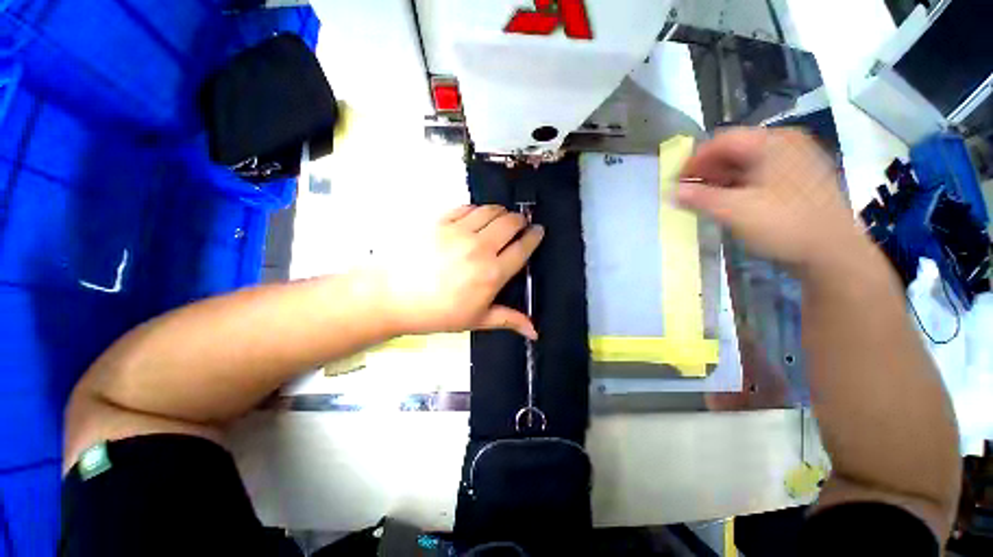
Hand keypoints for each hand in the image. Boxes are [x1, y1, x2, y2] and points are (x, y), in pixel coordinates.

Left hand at [374, 205, 543, 338]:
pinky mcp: (441, 221)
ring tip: (501, 218)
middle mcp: (481, 247)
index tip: (538, 231)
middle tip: (520, 225)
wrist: (391, 296)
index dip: (535, 236)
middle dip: (521, 221)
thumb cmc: (436, 313)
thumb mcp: (475, 320)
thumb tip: (534, 331)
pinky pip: (467, 207)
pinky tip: (476, 216)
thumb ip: (508, 320)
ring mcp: (460, 231)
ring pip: (491, 211)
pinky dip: (477, 209)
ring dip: (501, 212)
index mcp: (493, 273)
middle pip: (511, 223)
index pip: (523, 247)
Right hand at [678, 128, 866, 271]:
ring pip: (748, 161)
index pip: (722, 140)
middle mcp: (786, 143)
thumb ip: (700, 198)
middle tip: (689, 190)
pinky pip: (762, 172)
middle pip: (736, 148)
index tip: (677, 181)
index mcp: (772, 142)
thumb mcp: (735, 211)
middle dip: (707, 169)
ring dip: (722, 177)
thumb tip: (674, 191)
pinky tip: (730, 199)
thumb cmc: (784, 225)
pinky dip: (740, 183)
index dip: (694, 159)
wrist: (833, 252)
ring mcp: (797, 159)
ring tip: (705, 197)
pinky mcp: (801, 177)